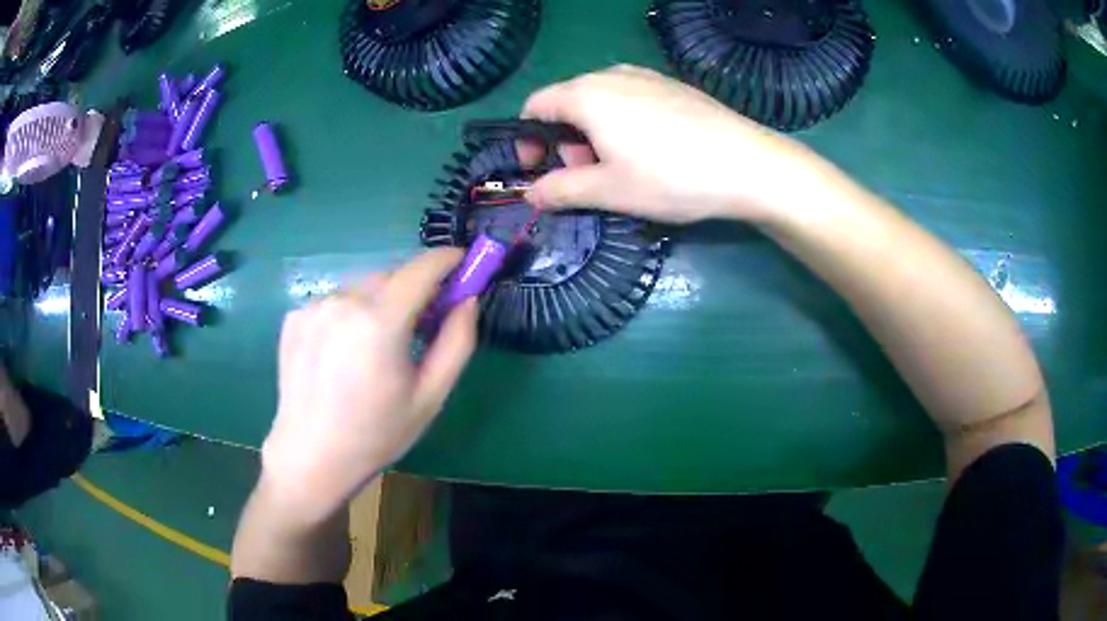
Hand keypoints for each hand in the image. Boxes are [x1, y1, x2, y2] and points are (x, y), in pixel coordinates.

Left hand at [259, 248, 477, 523]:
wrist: (311, 456)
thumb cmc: (377, 433)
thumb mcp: (430, 396)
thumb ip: (457, 341)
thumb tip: (468, 299)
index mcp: (380, 322)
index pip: (421, 269)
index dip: (447, 259)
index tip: (463, 262)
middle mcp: (344, 302)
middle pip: (390, 276)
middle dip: (413, 288)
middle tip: (422, 321)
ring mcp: (314, 307)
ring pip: (361, 288)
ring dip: (379, 302)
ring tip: (376, 346)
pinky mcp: (294, 317)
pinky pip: (335, 302)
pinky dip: (349, 314)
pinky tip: (343, 351)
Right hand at [522, 65, 815, 223]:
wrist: (749, 165)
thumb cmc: (671, 177)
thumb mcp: (609, 191)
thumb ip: (561, 190)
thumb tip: (530, 193)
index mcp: (587, 95)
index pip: (535, 106)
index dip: (528, 139)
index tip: (539, 169)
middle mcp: (612, 74)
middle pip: (568, 102)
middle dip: (566, 140)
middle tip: (589, 176)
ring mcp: (647, 76)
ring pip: (601, 100)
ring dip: (595, 133)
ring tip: (623, 167)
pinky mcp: (673, 85)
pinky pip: (631, 98)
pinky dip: (623, 122)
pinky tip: (653, 150)